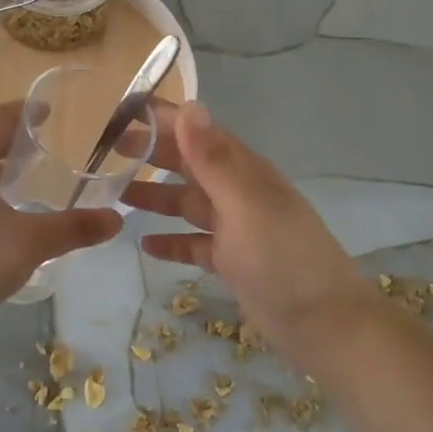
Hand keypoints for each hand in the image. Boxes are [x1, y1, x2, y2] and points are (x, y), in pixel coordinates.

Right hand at [121, 101, 378, 367]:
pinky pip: (193, 243)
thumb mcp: (244, 205)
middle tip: (106, 153)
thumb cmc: (283, 259)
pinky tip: (144, 244)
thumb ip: (213, 160)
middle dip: (152, 154)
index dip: (164, 120)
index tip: (121, 113)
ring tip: (115, 194)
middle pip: (189, 164)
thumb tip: (190, 105)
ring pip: (187, 203)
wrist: (326, 326)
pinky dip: (171, 241)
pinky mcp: (232, 261)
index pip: (198, 132)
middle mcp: (238, 192)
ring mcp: (235, 228)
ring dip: (155, 196)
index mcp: (244, 171)